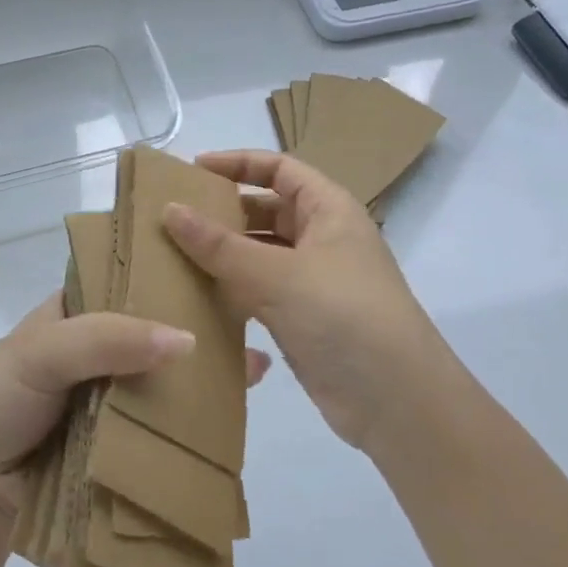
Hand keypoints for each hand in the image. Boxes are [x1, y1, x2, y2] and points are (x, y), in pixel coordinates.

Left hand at [0, 293, 271, 516]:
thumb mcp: (41, 349)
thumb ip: (106, 338)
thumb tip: (187, 341)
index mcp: (78, 312)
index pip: (134, 283)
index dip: (174, 276)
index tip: (225, 268)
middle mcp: (100, 350)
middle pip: (158, 334)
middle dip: (201, 329)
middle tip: (256, 320)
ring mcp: (111, 399)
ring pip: (165, 382)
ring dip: (204, 378)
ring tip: (258, 367)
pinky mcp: (120, 446)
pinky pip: (161, 430)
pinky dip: (192, 426)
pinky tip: (234, 421)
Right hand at [163, 150, 442, 450]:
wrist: (398, 403)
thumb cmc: (343, 316)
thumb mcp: (277, 274)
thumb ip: (219, 244)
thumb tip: (169, 209)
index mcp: (329, 210)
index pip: (278, 168)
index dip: (237, 163)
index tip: (192, 170)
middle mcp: (322, 238)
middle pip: (265, 210)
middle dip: (223, 211)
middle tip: (172, 218)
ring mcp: (313, 280)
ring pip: (259, 254)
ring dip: (222, 254)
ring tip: (172, 255)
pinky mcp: (302, 318)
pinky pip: (258, 291)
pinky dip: (231, 289)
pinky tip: (196, 296)